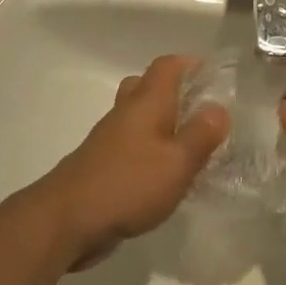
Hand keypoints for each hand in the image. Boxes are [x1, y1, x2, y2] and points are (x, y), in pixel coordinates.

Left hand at [41, 56, 229, 267]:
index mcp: (147, 102)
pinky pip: (130, 146)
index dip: (190, 64)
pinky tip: (164, 176)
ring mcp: (109, 140)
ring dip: (161, 124)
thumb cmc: (128, 184)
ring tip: (190, 144)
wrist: (66, 220)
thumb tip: (219, 108)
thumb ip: (201, 135)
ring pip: (137, 117)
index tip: (213, 75)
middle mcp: (126, 113)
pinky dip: (148, 151)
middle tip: (200, 109)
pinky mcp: (102, 166)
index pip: (167, 66)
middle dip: (173, 91)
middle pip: (147, 86)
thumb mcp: (177, 162)